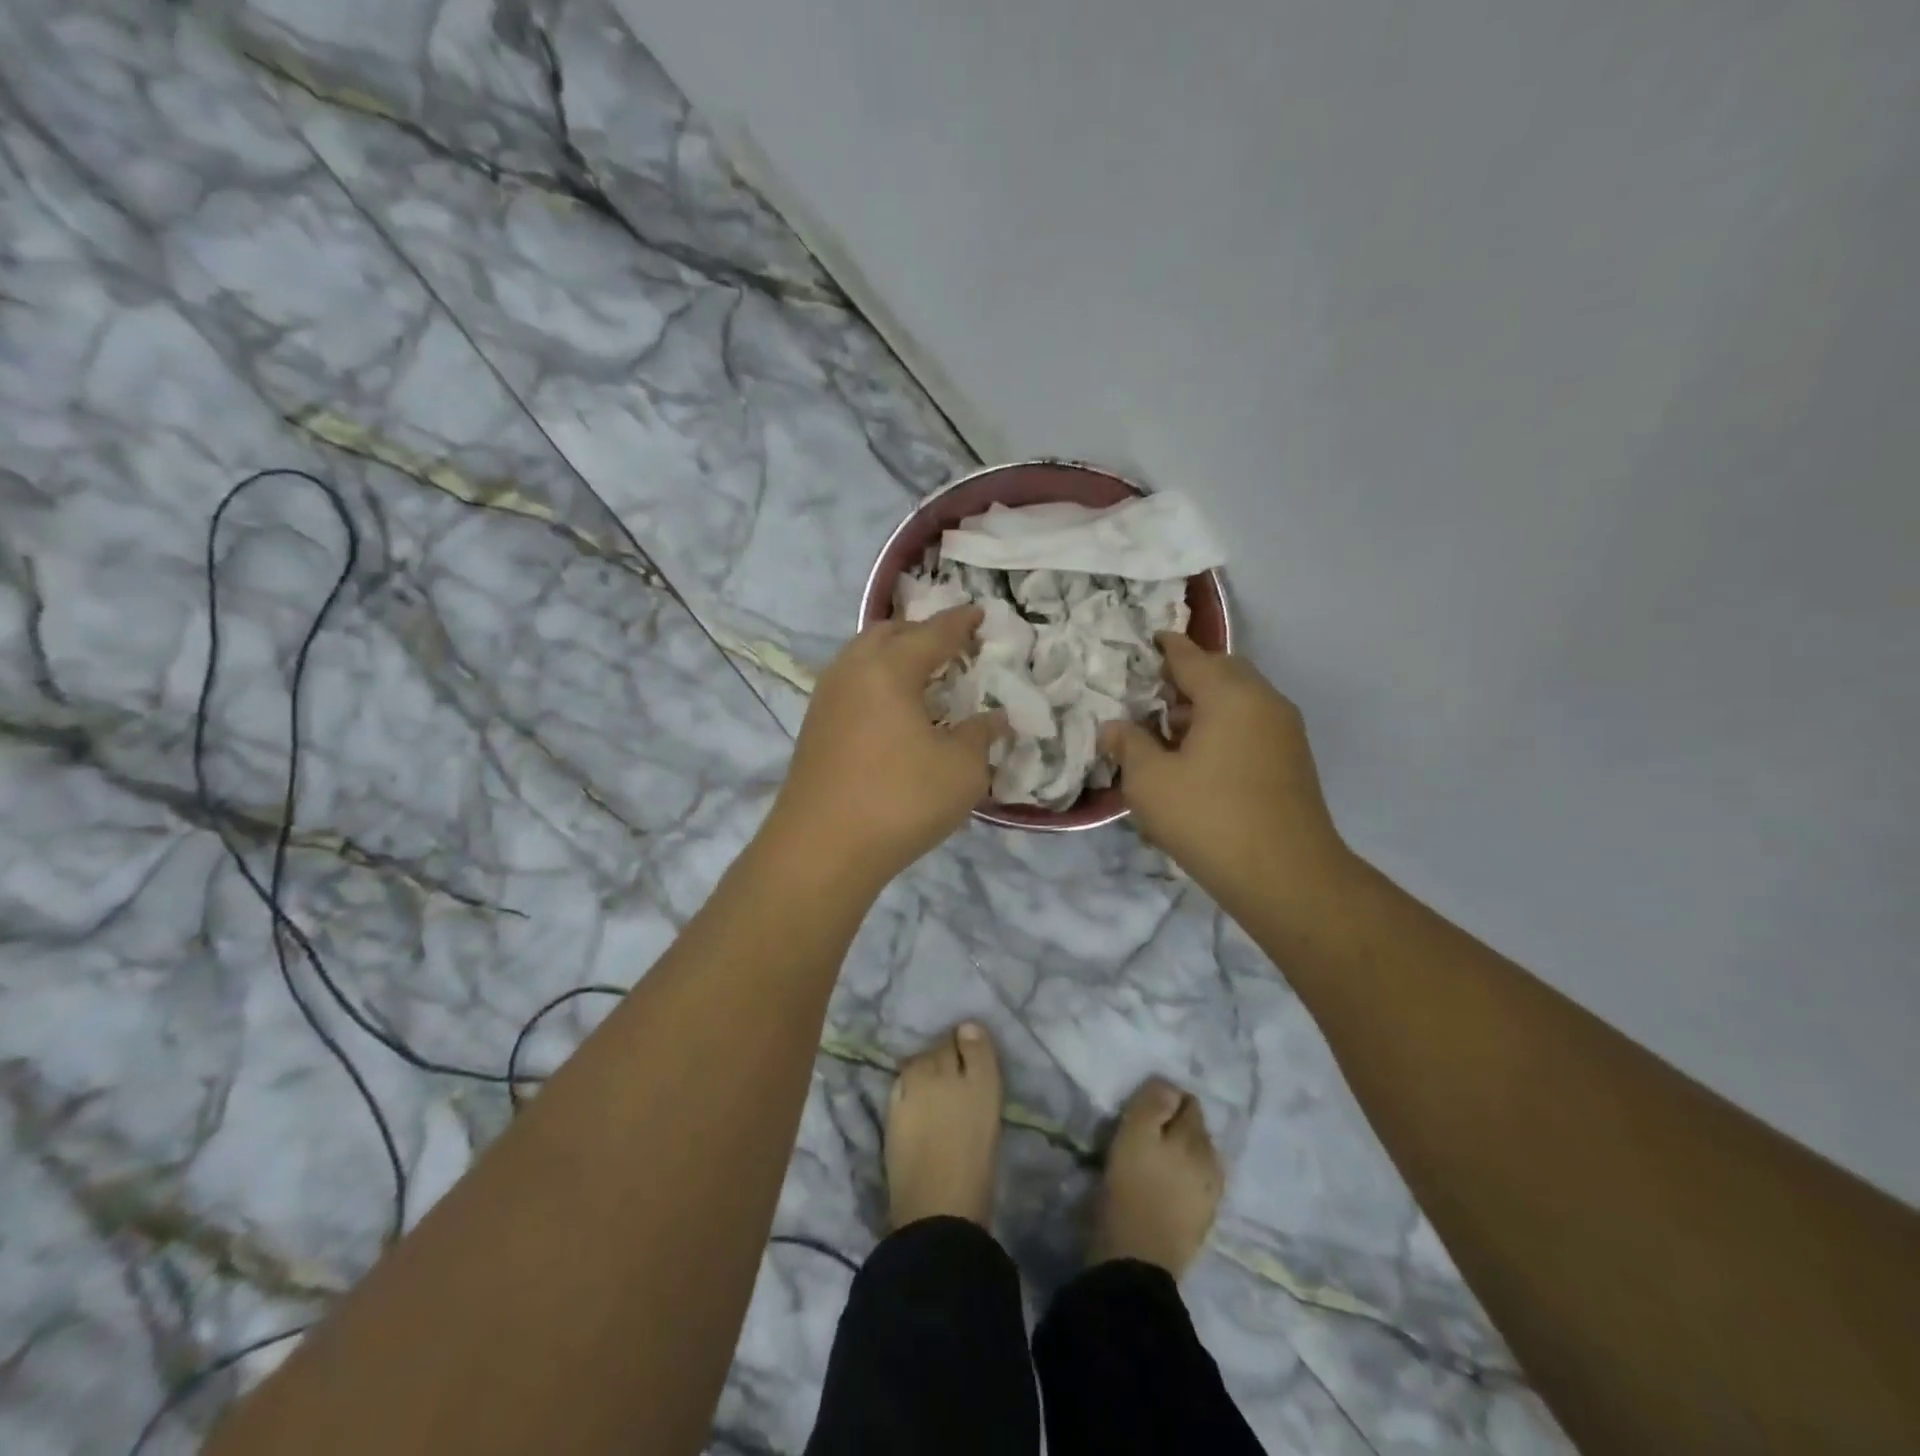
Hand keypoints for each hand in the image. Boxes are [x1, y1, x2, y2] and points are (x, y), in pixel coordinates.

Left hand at [768, 606, 1006, 886]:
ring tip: (923, 676)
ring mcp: (826, 698)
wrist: (821, 850)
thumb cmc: (900, 800)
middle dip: (922, 632)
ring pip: (863, 657)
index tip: (979, 613)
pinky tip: (893, 710)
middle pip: (889, 633)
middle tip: (952, 646)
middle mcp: (852, 670)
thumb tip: (995, 718)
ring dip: (895, 656)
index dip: (961, 623)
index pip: (934, 633)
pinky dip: (877, 681)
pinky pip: (852, 683)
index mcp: (889, 668)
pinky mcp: (814, 727)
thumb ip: (982, 736)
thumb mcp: (962, 770)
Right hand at [1100, 635, 1349, 912]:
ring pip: (1239, 700)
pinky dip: (1224, 727)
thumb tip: (1114, 727)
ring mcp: (1285, 731)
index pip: (1190, 656)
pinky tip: (1199, 761)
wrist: (1286, 876)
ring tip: (1170, 735)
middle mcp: (1264, 701)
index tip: (1145, 642)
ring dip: (1205, 706)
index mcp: (1230, 694)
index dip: (1164, 647)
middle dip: (1186, 677)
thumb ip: (1128, 744)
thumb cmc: (1208, 818)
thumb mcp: (1150, 781)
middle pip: (1221, 671)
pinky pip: (1252, 725)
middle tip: (1151, 698)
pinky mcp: (1293, 760)